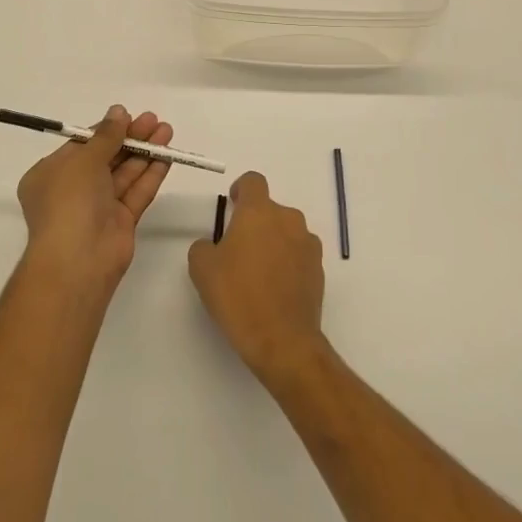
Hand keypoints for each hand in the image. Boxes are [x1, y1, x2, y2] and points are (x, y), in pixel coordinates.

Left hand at [16, 105, 174, 291]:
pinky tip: (167, 156)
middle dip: (130, 138)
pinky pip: (136, 193)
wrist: (78, 260)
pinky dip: (150, 174)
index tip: (128, 115)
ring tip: (167, 131)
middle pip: (106, 157)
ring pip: (124, 173)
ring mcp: (97, 207)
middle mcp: (73, 190)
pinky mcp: (120, 222)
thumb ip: (105, 136)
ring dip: (144, 152)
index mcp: (51, 174)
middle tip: (154, 120)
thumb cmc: (69, 201)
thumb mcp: (83, 160)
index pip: (81, 145)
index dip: (106, 130)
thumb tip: (118, 112)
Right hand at [188, 172, 327, 387]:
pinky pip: (298, 254)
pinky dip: (287, 262)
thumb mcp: (202, 268)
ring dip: (273, 242)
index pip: (253, 181)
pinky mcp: (319, 269)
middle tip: (237, 250)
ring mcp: (308, 244)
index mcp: (259, 212)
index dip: (241, 190)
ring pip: (286, 231)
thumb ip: (204, 245)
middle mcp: (288, 219)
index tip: (233, 207)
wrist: (282, 340)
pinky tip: (274, 288)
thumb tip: (214, 245)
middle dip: (255, 223)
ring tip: (257, 273)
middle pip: (270, 209)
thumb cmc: (237, 296)